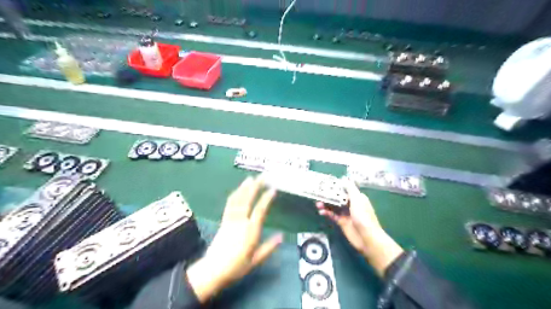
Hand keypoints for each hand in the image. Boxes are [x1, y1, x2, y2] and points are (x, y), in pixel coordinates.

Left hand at [186, 177, 281, 302]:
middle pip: (248, 200)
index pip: (260, 210)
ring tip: (250, 178)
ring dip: (244, 188)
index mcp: (250, 231)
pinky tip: (238, 190)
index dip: (266, 198)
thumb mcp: (256, 260)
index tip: (273, 189)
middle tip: (262, 177)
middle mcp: (240, 222)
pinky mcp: (223, 221)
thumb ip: (269, 247)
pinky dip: (235, 195)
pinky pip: (229, 204)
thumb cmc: (237, 267)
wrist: (213, 270)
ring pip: (238, 200)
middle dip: (255, 187)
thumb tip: (282, 236)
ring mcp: (230, 220)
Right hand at [317, 180, 402, 276]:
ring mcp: (346, 214)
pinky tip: (321, 212)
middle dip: (329, 196)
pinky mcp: (341, 222)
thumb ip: (350, 189)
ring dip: (326, 204)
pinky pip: (332, 215)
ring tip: (318, 204)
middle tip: (318, 194)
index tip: (325, 184)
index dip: (336, 187)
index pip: (345, 189)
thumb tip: (344, 178)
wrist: (367, 238)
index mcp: (357, 198)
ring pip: (333, 206)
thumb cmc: (364, 217)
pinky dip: (326, 213)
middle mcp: (351, 204)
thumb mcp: (358, 200)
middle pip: (338, 198)